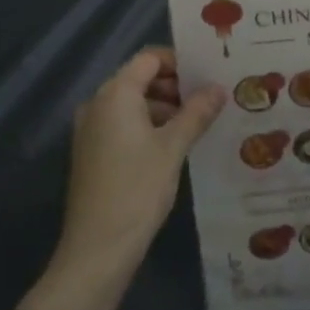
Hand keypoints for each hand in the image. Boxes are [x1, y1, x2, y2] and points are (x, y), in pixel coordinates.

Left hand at [55, 49, 224, 284]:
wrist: (96, 251)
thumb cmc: (137, 189)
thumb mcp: (174, 147)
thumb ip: (197, 112)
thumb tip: (219, 88)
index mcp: (115, 94)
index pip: (149, 58)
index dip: (179, 62)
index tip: (207, 75)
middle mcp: (98, 104)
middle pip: (140, 79)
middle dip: (175, 85)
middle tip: (209, 99)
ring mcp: (91, 130)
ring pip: (132, 103)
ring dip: (164, 107)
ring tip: (197, 123)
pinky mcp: (91, 153)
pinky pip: (123, 124)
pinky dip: (148, 125)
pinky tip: (174, 145)